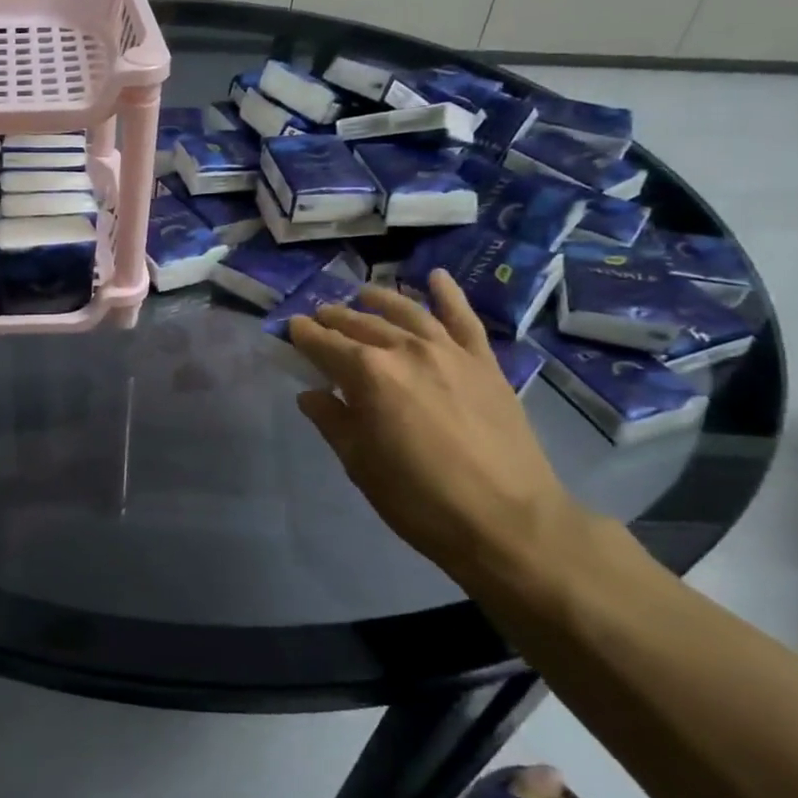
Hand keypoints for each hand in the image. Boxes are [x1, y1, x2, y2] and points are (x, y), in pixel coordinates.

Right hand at [287, 273, 595, 591]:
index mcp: (368, 374)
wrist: (508, 521)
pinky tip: (435, 276)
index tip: (289, 328)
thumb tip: (311, 393)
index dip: (302, 334)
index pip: (324, 343)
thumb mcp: (361, 465)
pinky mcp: (484, 362)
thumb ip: (332, 421)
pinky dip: (448, 294)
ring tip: (362, 294)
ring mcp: (449, 351)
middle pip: (361, 324)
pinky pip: (463, 318)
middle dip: (334, 318)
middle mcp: (405, 349)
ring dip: (379, 300)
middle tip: (319, 317)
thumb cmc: (420, 499)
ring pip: (406, 312)